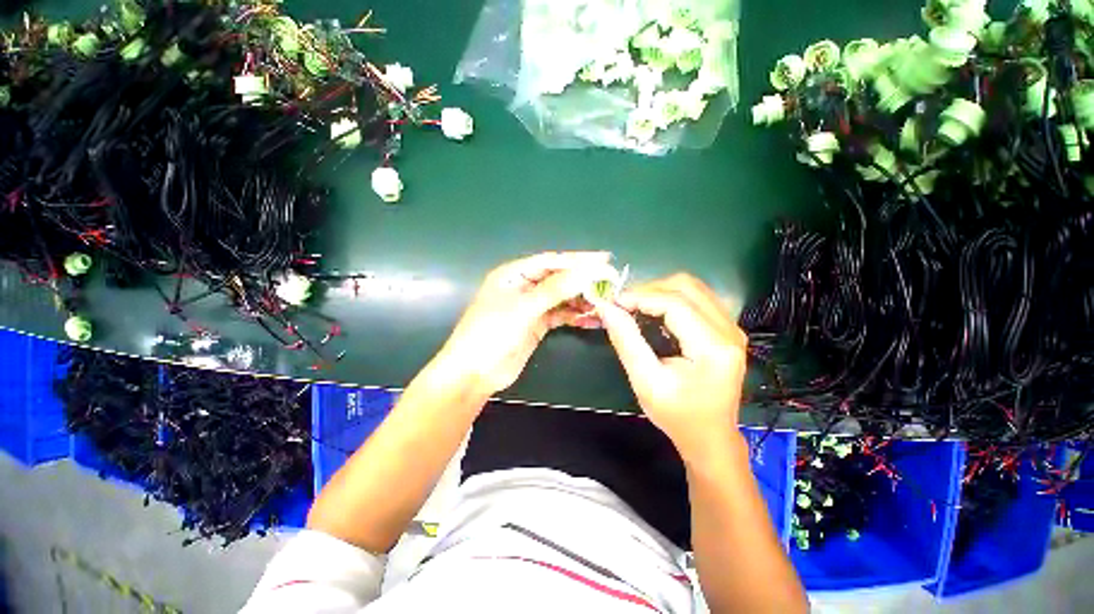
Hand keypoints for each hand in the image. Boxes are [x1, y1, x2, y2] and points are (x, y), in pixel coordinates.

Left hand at [435, 252, 614, 395]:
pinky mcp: (537, 324)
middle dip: (583, 280)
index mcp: (514, 275)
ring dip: (582, 299)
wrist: (475, 373)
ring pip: (562, 297)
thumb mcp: (522, 309)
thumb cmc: (491, 333)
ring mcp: (531, 307)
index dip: (577, 260)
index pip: (550, 262)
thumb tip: (586, 272)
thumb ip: (554, 290)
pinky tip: (593, 319)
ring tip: (605, 303)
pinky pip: (561, 315)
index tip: (604, 260)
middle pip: (558, 279)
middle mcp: (524, 287)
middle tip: (610, 283)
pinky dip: (576, 316)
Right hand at [594, 274, 747, 455]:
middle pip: (686, 287)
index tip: (613, 303)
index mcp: (713, 348)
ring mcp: (731, 328)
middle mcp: (729, 331)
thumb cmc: (678, 416)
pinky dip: (670, 297)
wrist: (711, 437)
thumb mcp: (646, 382)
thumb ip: (626, 341)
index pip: (675, 304)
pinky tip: (653, 311)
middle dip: (649, 289)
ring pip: (692, 287)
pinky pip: (697, 298)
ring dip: (659, 290)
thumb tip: (606, 308)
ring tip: (634, 306)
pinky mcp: (726, 329)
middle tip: (622, 304)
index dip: (640, 297)